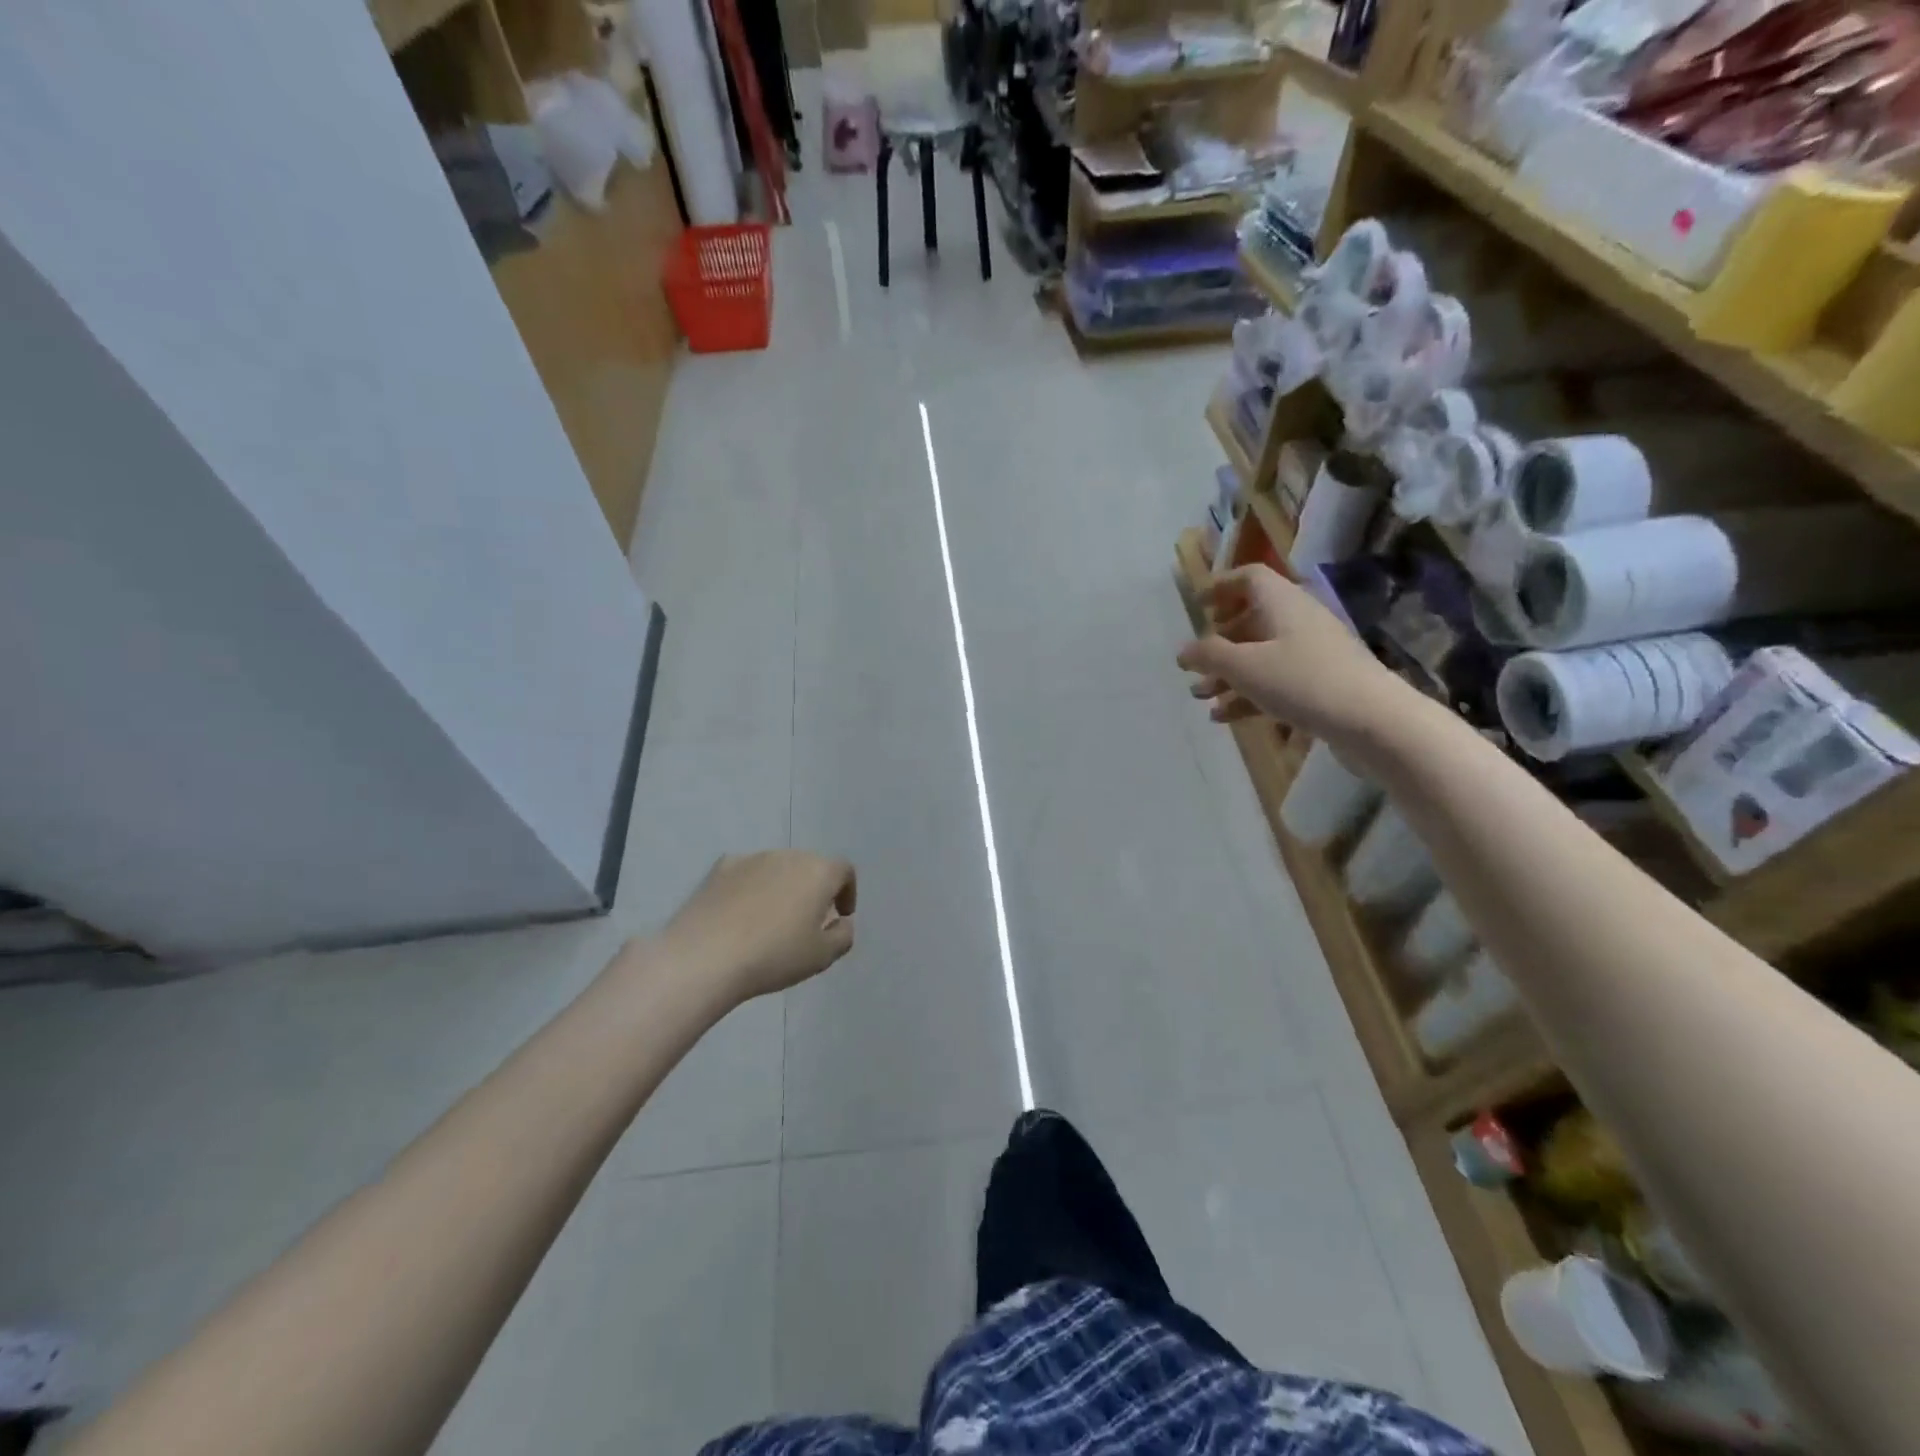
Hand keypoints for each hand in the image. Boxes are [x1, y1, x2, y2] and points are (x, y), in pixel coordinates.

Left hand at [655, 851, 857, 1006]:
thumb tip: (841, 922)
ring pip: (778, 868)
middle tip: (807, 921)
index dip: (847, 892)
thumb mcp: (822, 956)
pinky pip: (747, 873)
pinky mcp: (721, 868)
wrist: (705, 956)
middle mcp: (788, 855)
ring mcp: (752, 858)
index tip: (840, 915)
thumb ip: (843, 936)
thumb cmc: (774, 956)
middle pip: (810, 866)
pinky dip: (751, 888)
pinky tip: (740, 915)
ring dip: (782, 887)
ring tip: (771, 920)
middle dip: (814, 889)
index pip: (844, 871)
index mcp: (819, 872)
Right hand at [1178, 565, 1401, 741]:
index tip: (1197, 605)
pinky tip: (1224, 717)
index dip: (1221, 587)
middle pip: (1252, 620)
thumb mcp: (1245, 667)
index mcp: (1282, 603)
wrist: (1372, 721)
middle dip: (1219, 643)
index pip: (1249, 578)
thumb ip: (1209, 655)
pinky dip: (1249, 694)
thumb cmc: (1302, 682)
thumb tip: (1184, 650)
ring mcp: (1313, 653)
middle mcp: (1299, 621)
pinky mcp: (1321, 684)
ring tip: (1201, 697)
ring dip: (1229, 675)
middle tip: (1196, 664)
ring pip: (1261, 656)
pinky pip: (1276, 681)